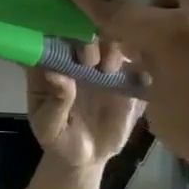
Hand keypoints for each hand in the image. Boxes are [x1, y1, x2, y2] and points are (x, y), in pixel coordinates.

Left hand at [24, 39, 143, 169]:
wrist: (88, 156)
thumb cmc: (60, 139)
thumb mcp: (49, 128)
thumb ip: (54, 103)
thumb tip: (56, 74)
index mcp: (49, 67)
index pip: (49, 38)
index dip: (56, 32)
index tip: (66, 40)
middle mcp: (75, 58)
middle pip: (82, 33)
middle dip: (85, 40)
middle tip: (89, 61)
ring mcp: (101, 64)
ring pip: (110, 39)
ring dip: (110, 47)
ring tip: (108, 69)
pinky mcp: (125, 74)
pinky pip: (134, 59)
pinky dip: (138, 58)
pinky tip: (135, 71)